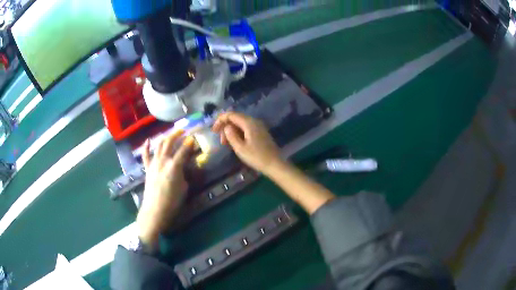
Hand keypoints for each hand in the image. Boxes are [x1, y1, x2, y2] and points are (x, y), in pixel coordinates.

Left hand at [136, 130, 194, 249]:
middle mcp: (163, 161)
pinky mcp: (147, 169)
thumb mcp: (184, 188)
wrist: (155, 210)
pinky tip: (148, 140)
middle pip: (169, 143)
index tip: (193, 138)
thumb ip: (184, 174)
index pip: (183, 150)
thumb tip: (183, 168)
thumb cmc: (172, 201)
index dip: (189, 143)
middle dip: (176, 134)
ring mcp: (154, 164)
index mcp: (174, 166)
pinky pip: (146, 155)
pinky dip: (146, 147)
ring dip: (165, 138)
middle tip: (183, 131)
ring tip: (171, 134)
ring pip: (159, 146)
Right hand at [212, 112, 282, 174]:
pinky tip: (236, 143)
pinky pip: (246, 129)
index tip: (214, 131)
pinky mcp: (260, 133)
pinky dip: (239, 133)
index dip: (220, 120)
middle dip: (226, 127)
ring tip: (227, 144)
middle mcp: (254, 121)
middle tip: (222, 141)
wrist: (275, 164)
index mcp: (249, 123)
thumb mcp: (240, 148)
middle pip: (236, 118)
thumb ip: (231, 135)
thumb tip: (226, 127)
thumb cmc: (257, 157)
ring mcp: (258, 127)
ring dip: (232, 131)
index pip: (231, 115)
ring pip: (241, 124)